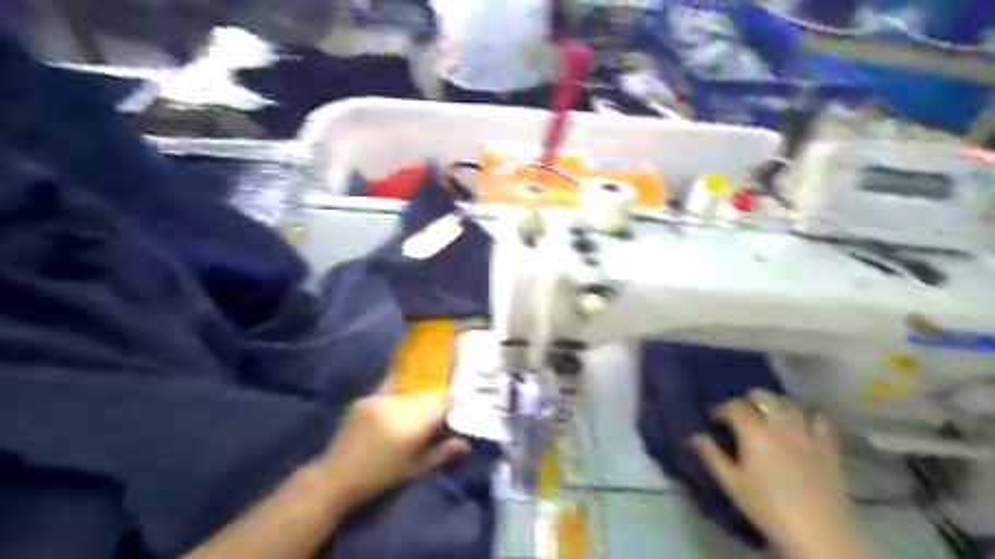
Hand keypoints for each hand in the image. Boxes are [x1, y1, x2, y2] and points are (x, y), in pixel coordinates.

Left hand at [318, 393, 472, 511]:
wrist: (335, 477)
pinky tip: (397, 408)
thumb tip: (467, 444)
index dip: (453, 405)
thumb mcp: (414, 469)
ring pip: (410, 394)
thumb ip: (442, 453)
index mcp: (412, 425)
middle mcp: (398, 406)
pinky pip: (391, 392)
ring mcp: (380, 399)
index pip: (443, 402)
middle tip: (439, 417)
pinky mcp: (366, 397)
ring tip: (415, 417)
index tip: (458, 412)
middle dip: (436, 404)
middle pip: (428, 396)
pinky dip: (398, 400)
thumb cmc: (379, 478)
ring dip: (417, 402)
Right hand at [694, 391, 867, 557]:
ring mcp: (807, 435)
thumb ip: (712, 456)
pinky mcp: (828, 448)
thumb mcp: (732, 485)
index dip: (722, 409)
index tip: (715, 419)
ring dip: (776, 403)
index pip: (736, 406)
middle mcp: (781, 427)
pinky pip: (820, 419)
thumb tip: (695, 435)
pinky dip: (809, 414)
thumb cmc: (768, 509)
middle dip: (748, 401)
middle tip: (741, 417)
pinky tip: (803, 421)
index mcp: (755, 434)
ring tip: (769, 416)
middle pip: (763, 397)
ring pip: (790, 403)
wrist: (819, 536)